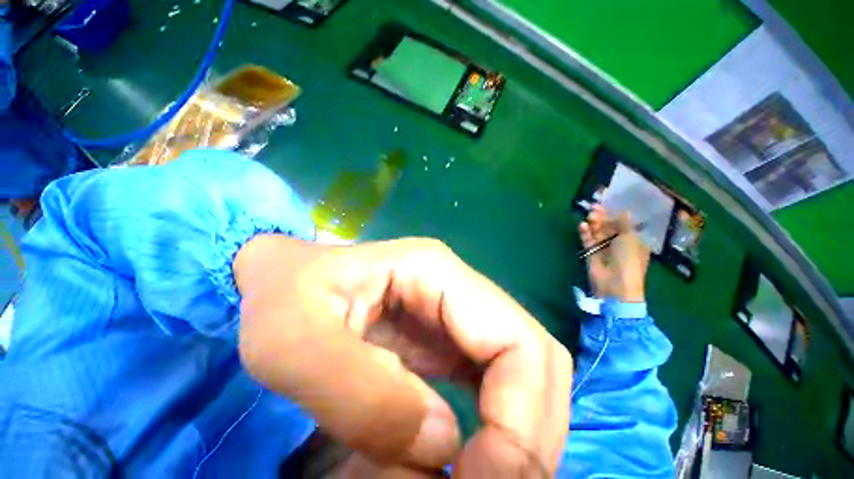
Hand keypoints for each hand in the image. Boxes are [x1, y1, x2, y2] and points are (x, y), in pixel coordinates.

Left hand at [234, 236, 572, 476]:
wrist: (283, 281)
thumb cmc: (281, 297)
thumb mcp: (293, 343)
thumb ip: (363, 395)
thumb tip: (443, 446)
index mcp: (436, 270)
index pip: (518, 340)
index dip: (521, 420)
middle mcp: (458, 286)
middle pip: (533, 357)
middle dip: (527, 432)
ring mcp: (456, 311)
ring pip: (522, 374)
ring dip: (513, 436)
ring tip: (474, 478)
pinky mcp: (448, 337)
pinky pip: (493, 386)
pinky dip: (492, 430)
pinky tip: (459, 459)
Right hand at [578, 205, 648, 302]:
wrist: (615, 283)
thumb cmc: (628, 259)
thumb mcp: (630, 238)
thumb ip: (624, 224)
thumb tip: (624, 211)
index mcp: (633, 240)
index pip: (622, 224)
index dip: (615, 214)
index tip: (607, 204)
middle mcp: (618, 243)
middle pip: (608, 227)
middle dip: (602, 218)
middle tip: (594, 208)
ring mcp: (604, 249)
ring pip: (596, 233)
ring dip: (593, 224)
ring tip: (589, 216)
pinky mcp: (591, 253)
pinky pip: (587, 240)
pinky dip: (585, 233)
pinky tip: (583, 226)